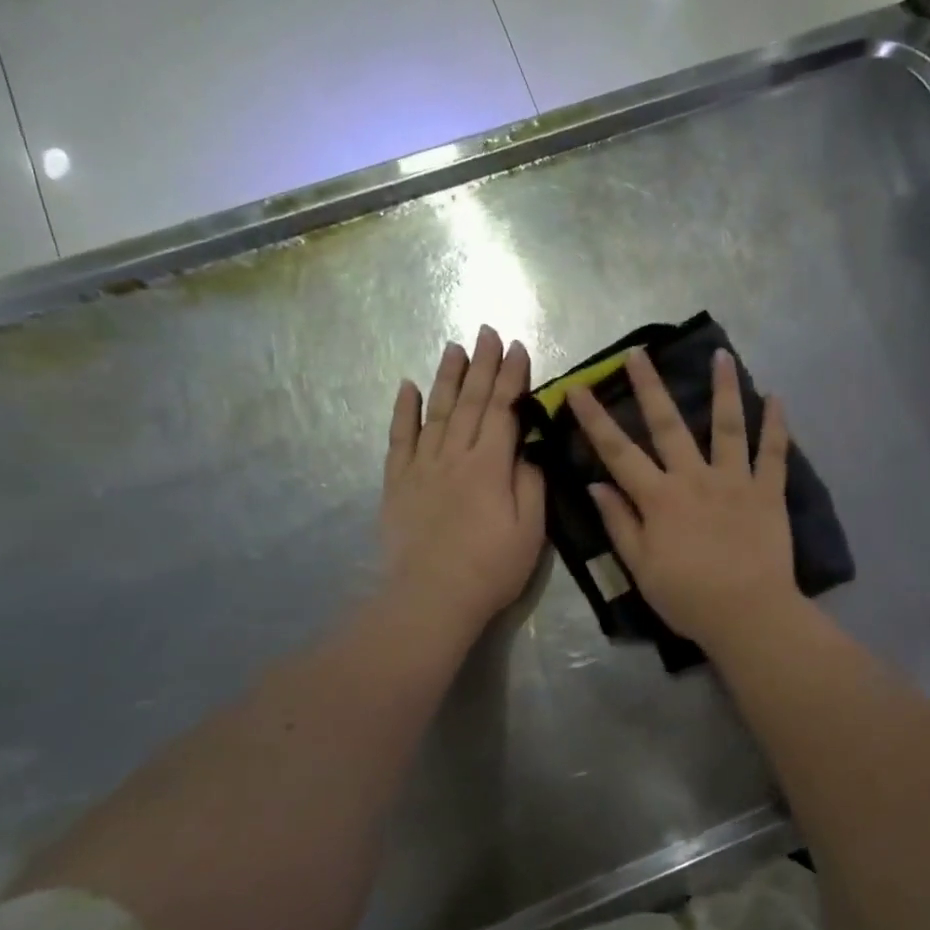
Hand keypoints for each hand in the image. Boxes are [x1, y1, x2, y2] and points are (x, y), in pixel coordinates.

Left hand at [382, 327, 545, 636]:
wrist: (430, 599)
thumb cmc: (490, 568)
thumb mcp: (531, 530)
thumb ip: (531, 484)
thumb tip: (526, 451)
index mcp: (490, 466)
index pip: (504, 410)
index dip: (512, 377)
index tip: (518, 348)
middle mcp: (454, 456)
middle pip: (471, 402)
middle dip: (483, 364)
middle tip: (487, 331)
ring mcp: (422, 467)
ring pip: (437, 412)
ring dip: (448, 377)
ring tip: (455, 348)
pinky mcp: (397, 483)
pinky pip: (399, 439)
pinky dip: (403, 411)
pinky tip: (408, 386)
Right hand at [569, 347, 800, 651]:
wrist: (749, 615)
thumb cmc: (688, 597)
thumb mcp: (641, 567)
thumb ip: (619, 523)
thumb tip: (596, 485)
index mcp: (659, 499)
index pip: (618, 452)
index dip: (595, 419)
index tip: (578, 388)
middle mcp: (695, 478)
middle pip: (668, 425)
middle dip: (650, 386)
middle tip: (639, 353)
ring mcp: (735, 481)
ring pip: (728, 426)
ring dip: (724, 388)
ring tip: (721, 354)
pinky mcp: (768, 492)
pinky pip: (774, 453)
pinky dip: (777, 425)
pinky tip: (777, 397)